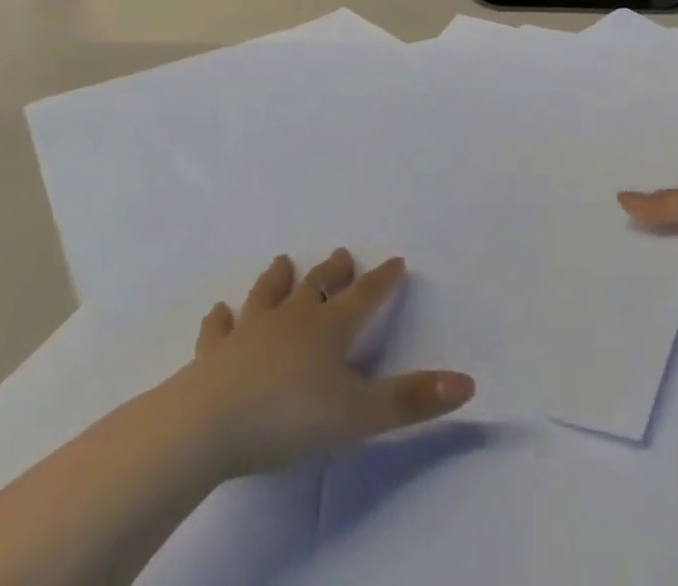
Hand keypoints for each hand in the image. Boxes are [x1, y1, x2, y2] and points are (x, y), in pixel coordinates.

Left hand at [180, 250, 473, 477]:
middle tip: (341, 253)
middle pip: (316, 286)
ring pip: (267, 296)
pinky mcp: (213, 354)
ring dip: (276, 280)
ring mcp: (249, 332)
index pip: (364, 297)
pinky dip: (220, 319)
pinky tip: (218, 311)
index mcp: (328, 328)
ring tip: (282, 262)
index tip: (396, 260)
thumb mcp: (359, 415)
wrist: (209, 425)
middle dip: (332, 272)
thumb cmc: (289, 417)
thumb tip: (468, 382)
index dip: (382, 280)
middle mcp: (291, 318)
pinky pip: (218, 329)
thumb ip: (411, 400)